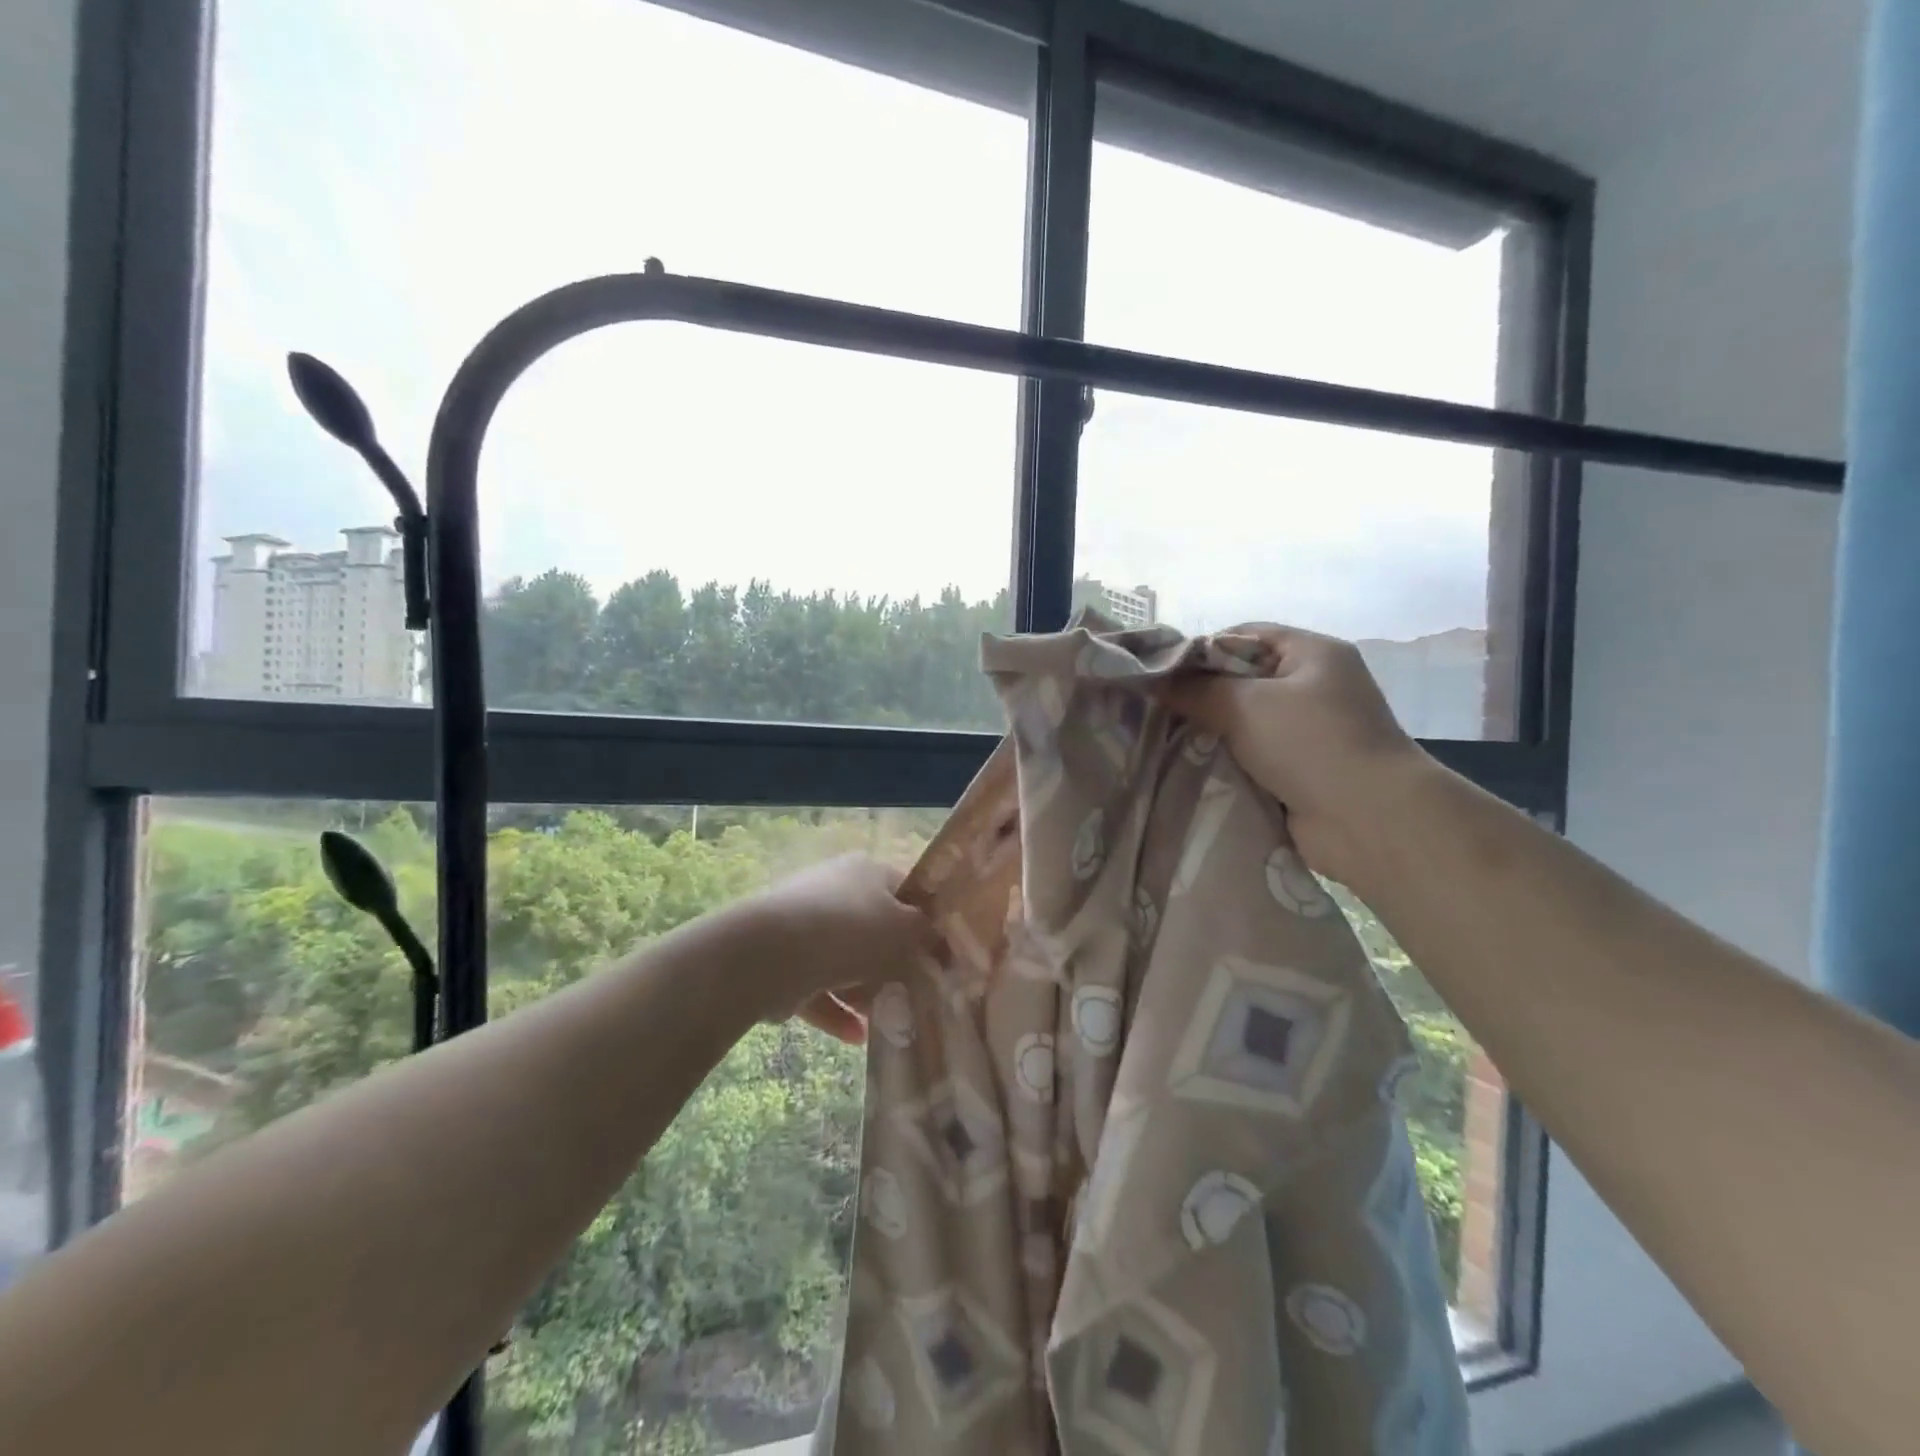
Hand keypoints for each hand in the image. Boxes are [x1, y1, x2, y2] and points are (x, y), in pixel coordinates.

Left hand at [730, 855, 934, 1044]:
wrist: (771, 953)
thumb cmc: (851, 931)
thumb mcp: (905, 930)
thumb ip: (926, 935)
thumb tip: (934, 938)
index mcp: (866, 871)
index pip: (904, 890)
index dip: (924, 920)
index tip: (938, 953)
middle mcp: (835, 889)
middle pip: (873, 927)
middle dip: (892, 962)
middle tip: (913, 990)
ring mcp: (805, 924)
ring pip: (844, 960)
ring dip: (864, 991)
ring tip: (885, 1019)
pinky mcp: (782, 960)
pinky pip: (817, 986)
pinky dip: (837, 1010)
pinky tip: (856, 1037)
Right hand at [1162, 623, 1433, 884]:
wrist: (1369, 820)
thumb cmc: (1310, 743)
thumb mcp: (1245, 705)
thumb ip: (1196, 690)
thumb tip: (1153, 681)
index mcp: (1313, 653)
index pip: (1246, 635)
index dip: (1202, 649)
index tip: (1163, 674)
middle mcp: (1315, 685)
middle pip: (1244, 678)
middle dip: (1203, 694)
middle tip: (1160, 709)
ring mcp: (1313, 730)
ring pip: (1247, 720)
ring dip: (1214, 731)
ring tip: (1170, 739)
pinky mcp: (1305, 768)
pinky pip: (1256, 754)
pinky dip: (1230, 759)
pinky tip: (1196, 766)